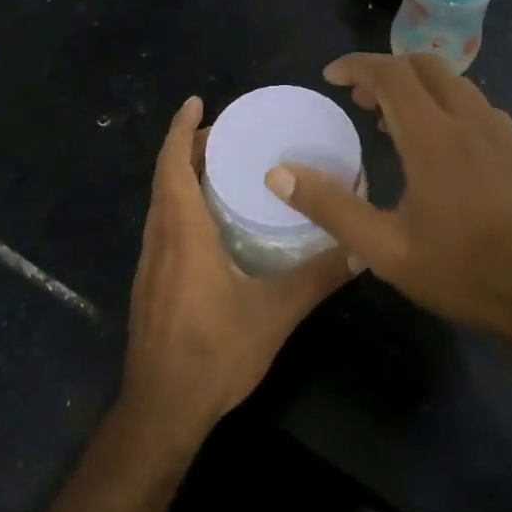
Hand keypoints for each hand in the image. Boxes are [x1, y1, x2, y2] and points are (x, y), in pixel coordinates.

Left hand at [119, 97, 357, 448]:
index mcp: (182, 233)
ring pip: (161, 202)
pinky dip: (181, 204)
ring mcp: (149, 263)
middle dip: (189, 147)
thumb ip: (318, 277)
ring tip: (223, 167)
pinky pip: (163, 226)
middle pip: (165, 177)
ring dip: (183, 175)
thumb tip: (362, 249)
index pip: (172, 165)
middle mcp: (159, 239)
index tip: (197, 102)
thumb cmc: (213, 354)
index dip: (181, 129)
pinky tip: (212, 221)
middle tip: (229, 133)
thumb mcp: (274, 314)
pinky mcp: (151, 283)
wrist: (161, 409)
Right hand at [265, 53, 511, 362]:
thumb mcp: (385, 250)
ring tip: (388, 120)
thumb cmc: (465, 272)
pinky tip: (435, 144)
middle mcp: (470, 120)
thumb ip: (330, 206)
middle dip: (385, 71)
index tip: (330, 77)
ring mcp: (500, 132)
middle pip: (424, 66)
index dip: (356, 66)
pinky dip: (443, 103)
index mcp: (434, 137)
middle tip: (356, 100)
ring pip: (453, 83)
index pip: (391, 74)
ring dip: (415, 86)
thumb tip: (278, 173)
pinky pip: (474, 104)